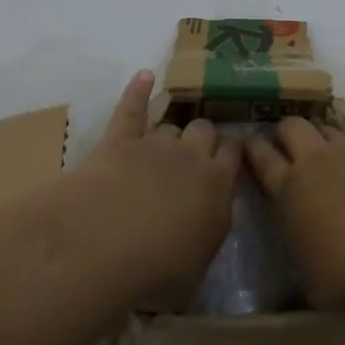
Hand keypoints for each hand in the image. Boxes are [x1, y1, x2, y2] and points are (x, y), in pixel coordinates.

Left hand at [0, 71, 240, 344]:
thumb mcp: (198, 264)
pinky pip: (132, 108)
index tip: (235, 149)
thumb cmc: (159, 268)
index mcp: (218, 186)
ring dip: (172, 129)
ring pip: (172, 125)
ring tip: (171, 133)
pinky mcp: (120, 139)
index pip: (234, 155)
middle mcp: (191, 157)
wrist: (110, 241)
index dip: (234, 149)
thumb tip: (208, 221)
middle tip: (199, 148)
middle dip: (204, 135)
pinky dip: (137, 90)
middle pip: (205, 131)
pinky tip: (144, 76)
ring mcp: (155, 144)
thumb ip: (207, 233)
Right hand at [243, 101, 344, 307]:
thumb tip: (298, 296)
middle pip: (292, 130)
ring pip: (330, 128)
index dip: (253, 150)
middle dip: (285, 130)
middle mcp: (316, 162)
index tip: (247, 142)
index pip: (263, 162)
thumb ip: (304, 284)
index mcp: (289, 192)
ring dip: (324, 129)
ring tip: (322, 132)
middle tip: (284, 138)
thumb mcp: (317, 290)